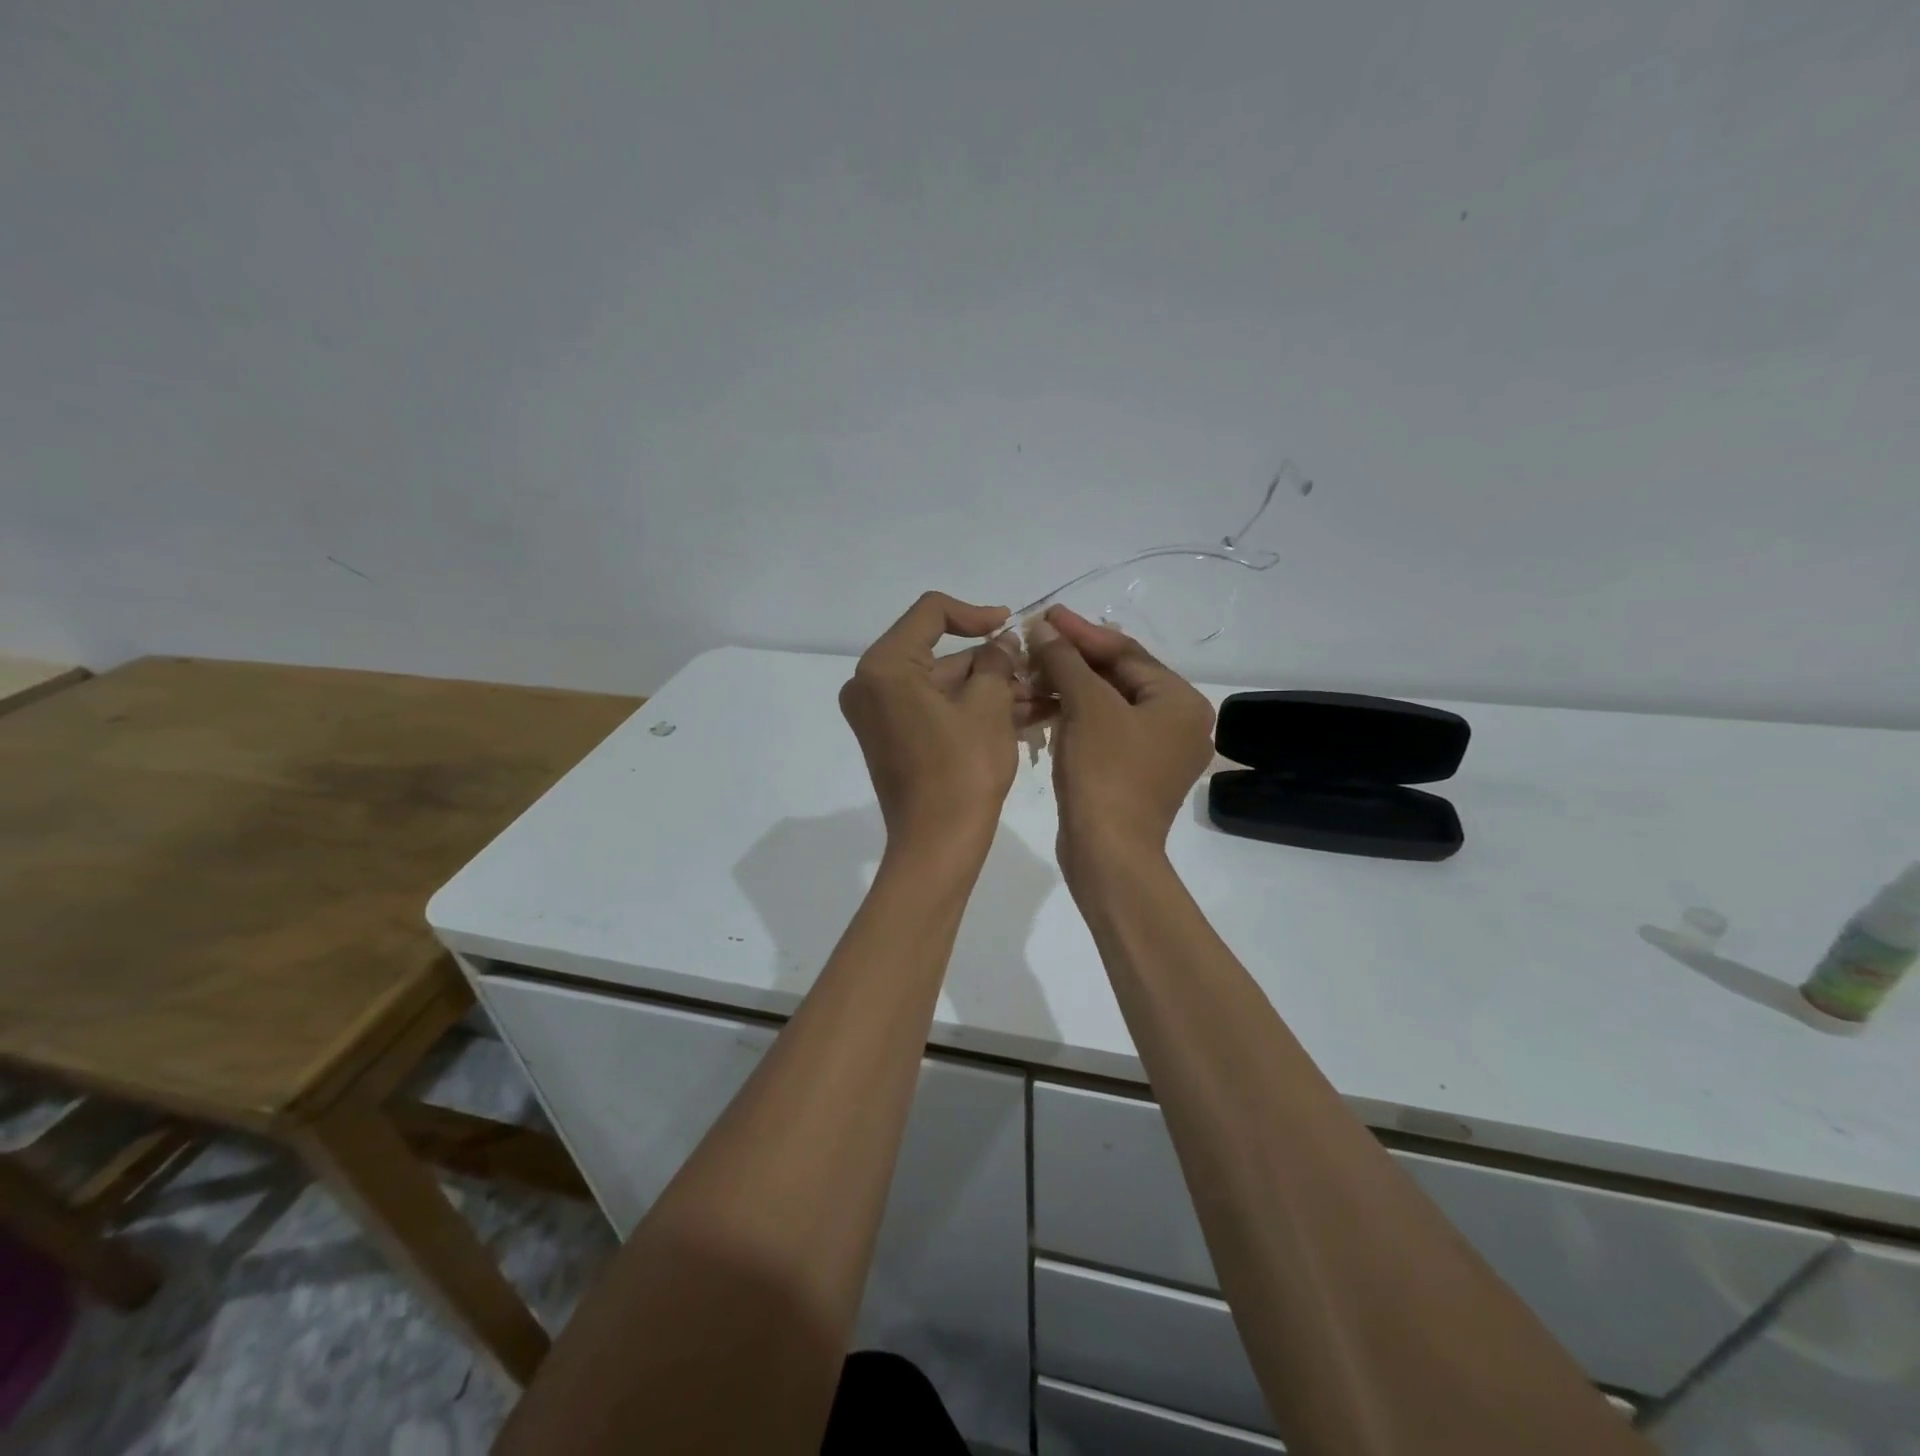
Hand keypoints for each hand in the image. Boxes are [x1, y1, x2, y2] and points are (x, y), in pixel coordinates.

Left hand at [840, 592, 1023, 854]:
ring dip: (989, 688)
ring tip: (1040, 695)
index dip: (976, 613)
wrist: (937, 846)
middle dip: (991, 662)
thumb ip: (996, 662)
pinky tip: (1020, 714)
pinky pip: (935, 710)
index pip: (931, 613)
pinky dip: (971, 709)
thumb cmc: (962, 770)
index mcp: (885, 666)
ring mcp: (880, 714)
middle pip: (938, 654)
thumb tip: (1002, 641)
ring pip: (942, 685)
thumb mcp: (989, 706)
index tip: (1010, 625)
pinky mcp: (893, 738)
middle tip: (1035, 668)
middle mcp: (871, 684)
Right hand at [1027, 606, 1214, 874]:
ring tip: (1029, 673)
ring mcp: (1156, 751)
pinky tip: (1040, 706)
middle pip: (1118, 677)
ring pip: (1107, 705)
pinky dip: (1073, 718)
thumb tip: (1043, 627)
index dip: (1082, 632)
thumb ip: (1065, 661)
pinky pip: (1103, 731)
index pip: (1126, 653)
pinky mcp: (1133, 773)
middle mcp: (1177, 723)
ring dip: (1067, 688)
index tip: (1045, 614)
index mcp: (1180, 701)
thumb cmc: (1105, 772)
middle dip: (1072, 660)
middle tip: (1033, 640)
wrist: (1108, 854)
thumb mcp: (1086, 707)